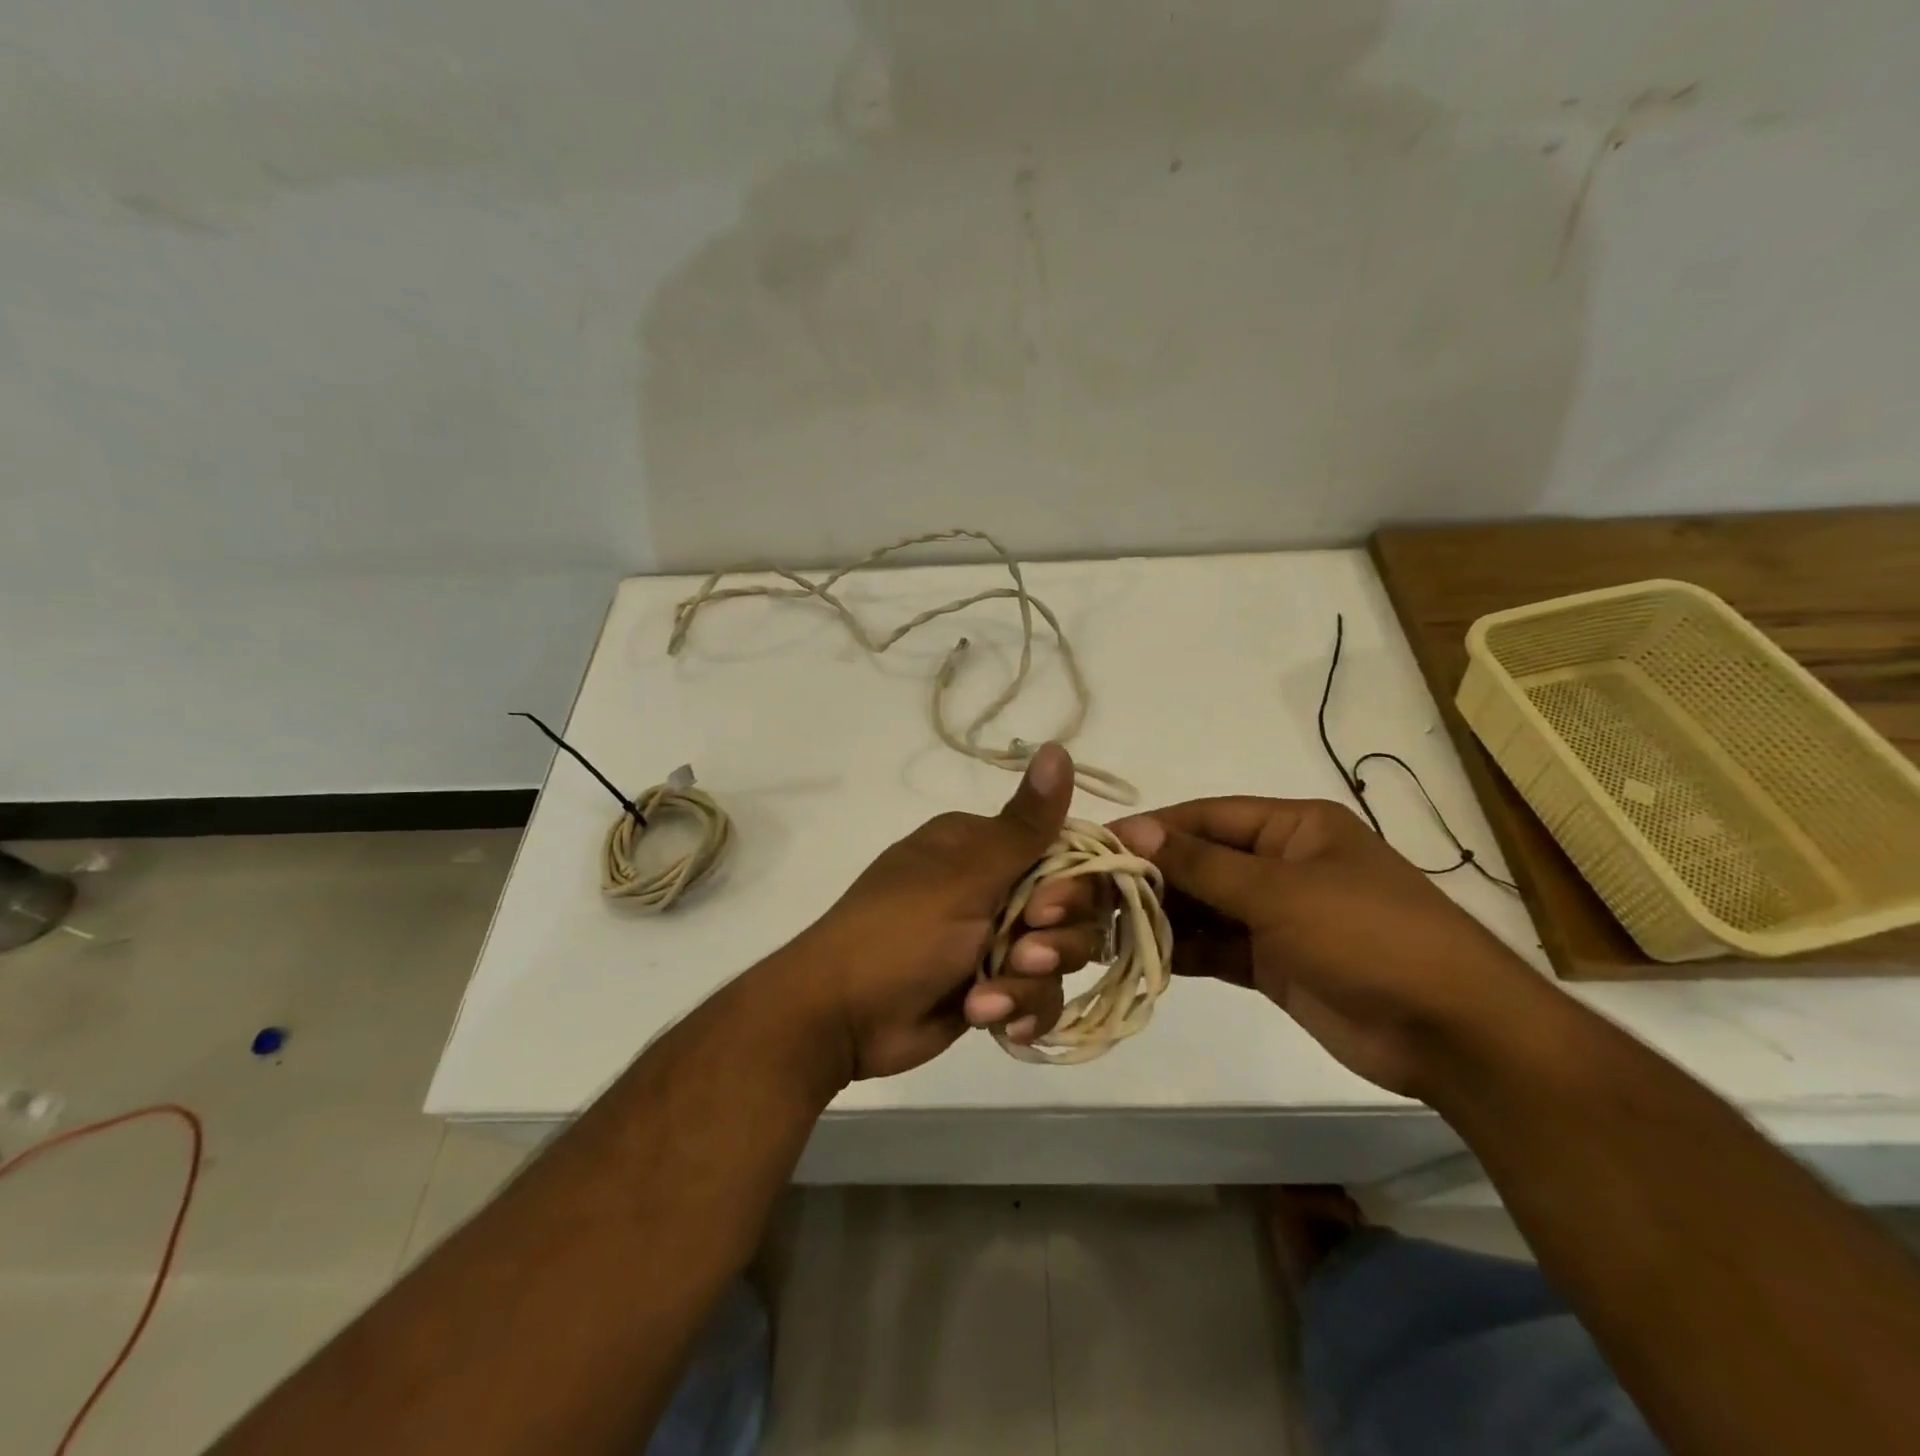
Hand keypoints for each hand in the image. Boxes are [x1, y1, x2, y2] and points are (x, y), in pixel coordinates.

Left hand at [784, 743, 1106, 1080]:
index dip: (1077, 883)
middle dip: (1055, 940)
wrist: (841, 1017)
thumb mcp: (966, 876)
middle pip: (1072, 909)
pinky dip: (1021, 1010)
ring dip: (1030, 982)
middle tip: (1023, 953)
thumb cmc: (900, 932)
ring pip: (1060, 957)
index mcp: (985, 846)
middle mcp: (995, 886)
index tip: (1051, 908)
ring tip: (987, 999)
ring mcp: (994, 939)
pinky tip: (992, 1021)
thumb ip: (1025, 825)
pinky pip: (1038, 995)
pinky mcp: (992, 986)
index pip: (1065, 850)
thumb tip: (1058, 748)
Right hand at [1110, 798, 1543, 1096]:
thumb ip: (1201, 864)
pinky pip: (1215, 947)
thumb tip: (1132, 830)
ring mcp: (1277, 916)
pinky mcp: (1273, 962)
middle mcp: (1280, 865)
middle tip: (1090, 893)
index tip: (1097, 845)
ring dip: (1160, 915)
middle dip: (1150, 876)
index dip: (1153, 829)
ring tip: (1103, 926)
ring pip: (1203, 907)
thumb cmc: (1368, 935)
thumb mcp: (1279, 891)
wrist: (1451, 1033)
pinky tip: (1138, 954)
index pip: (1206, 817)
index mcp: (1292, 828)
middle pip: (1200, 862)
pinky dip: (1181, 949)